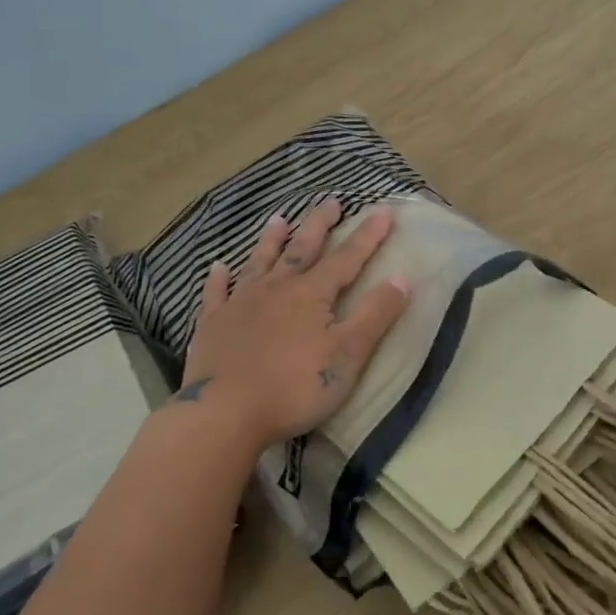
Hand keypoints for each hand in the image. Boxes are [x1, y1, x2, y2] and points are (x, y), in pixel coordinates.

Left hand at [176, 200, 409, 448]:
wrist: (226, 413)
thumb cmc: (295, 386)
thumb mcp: (348, 354)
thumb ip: (376, 315)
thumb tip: (403, 278)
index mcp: (311, 294)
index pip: (347, 258)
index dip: (368, 236)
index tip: (383, 212)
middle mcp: (276, 288)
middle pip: (302, 248)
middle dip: (319, 224)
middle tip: (330, 201)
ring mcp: (240, 304)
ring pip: (259, 262)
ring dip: (270, 240)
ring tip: (277, 219)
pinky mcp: (212, 325)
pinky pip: (216, 293)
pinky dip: (219, 278)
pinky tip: (218, 267)